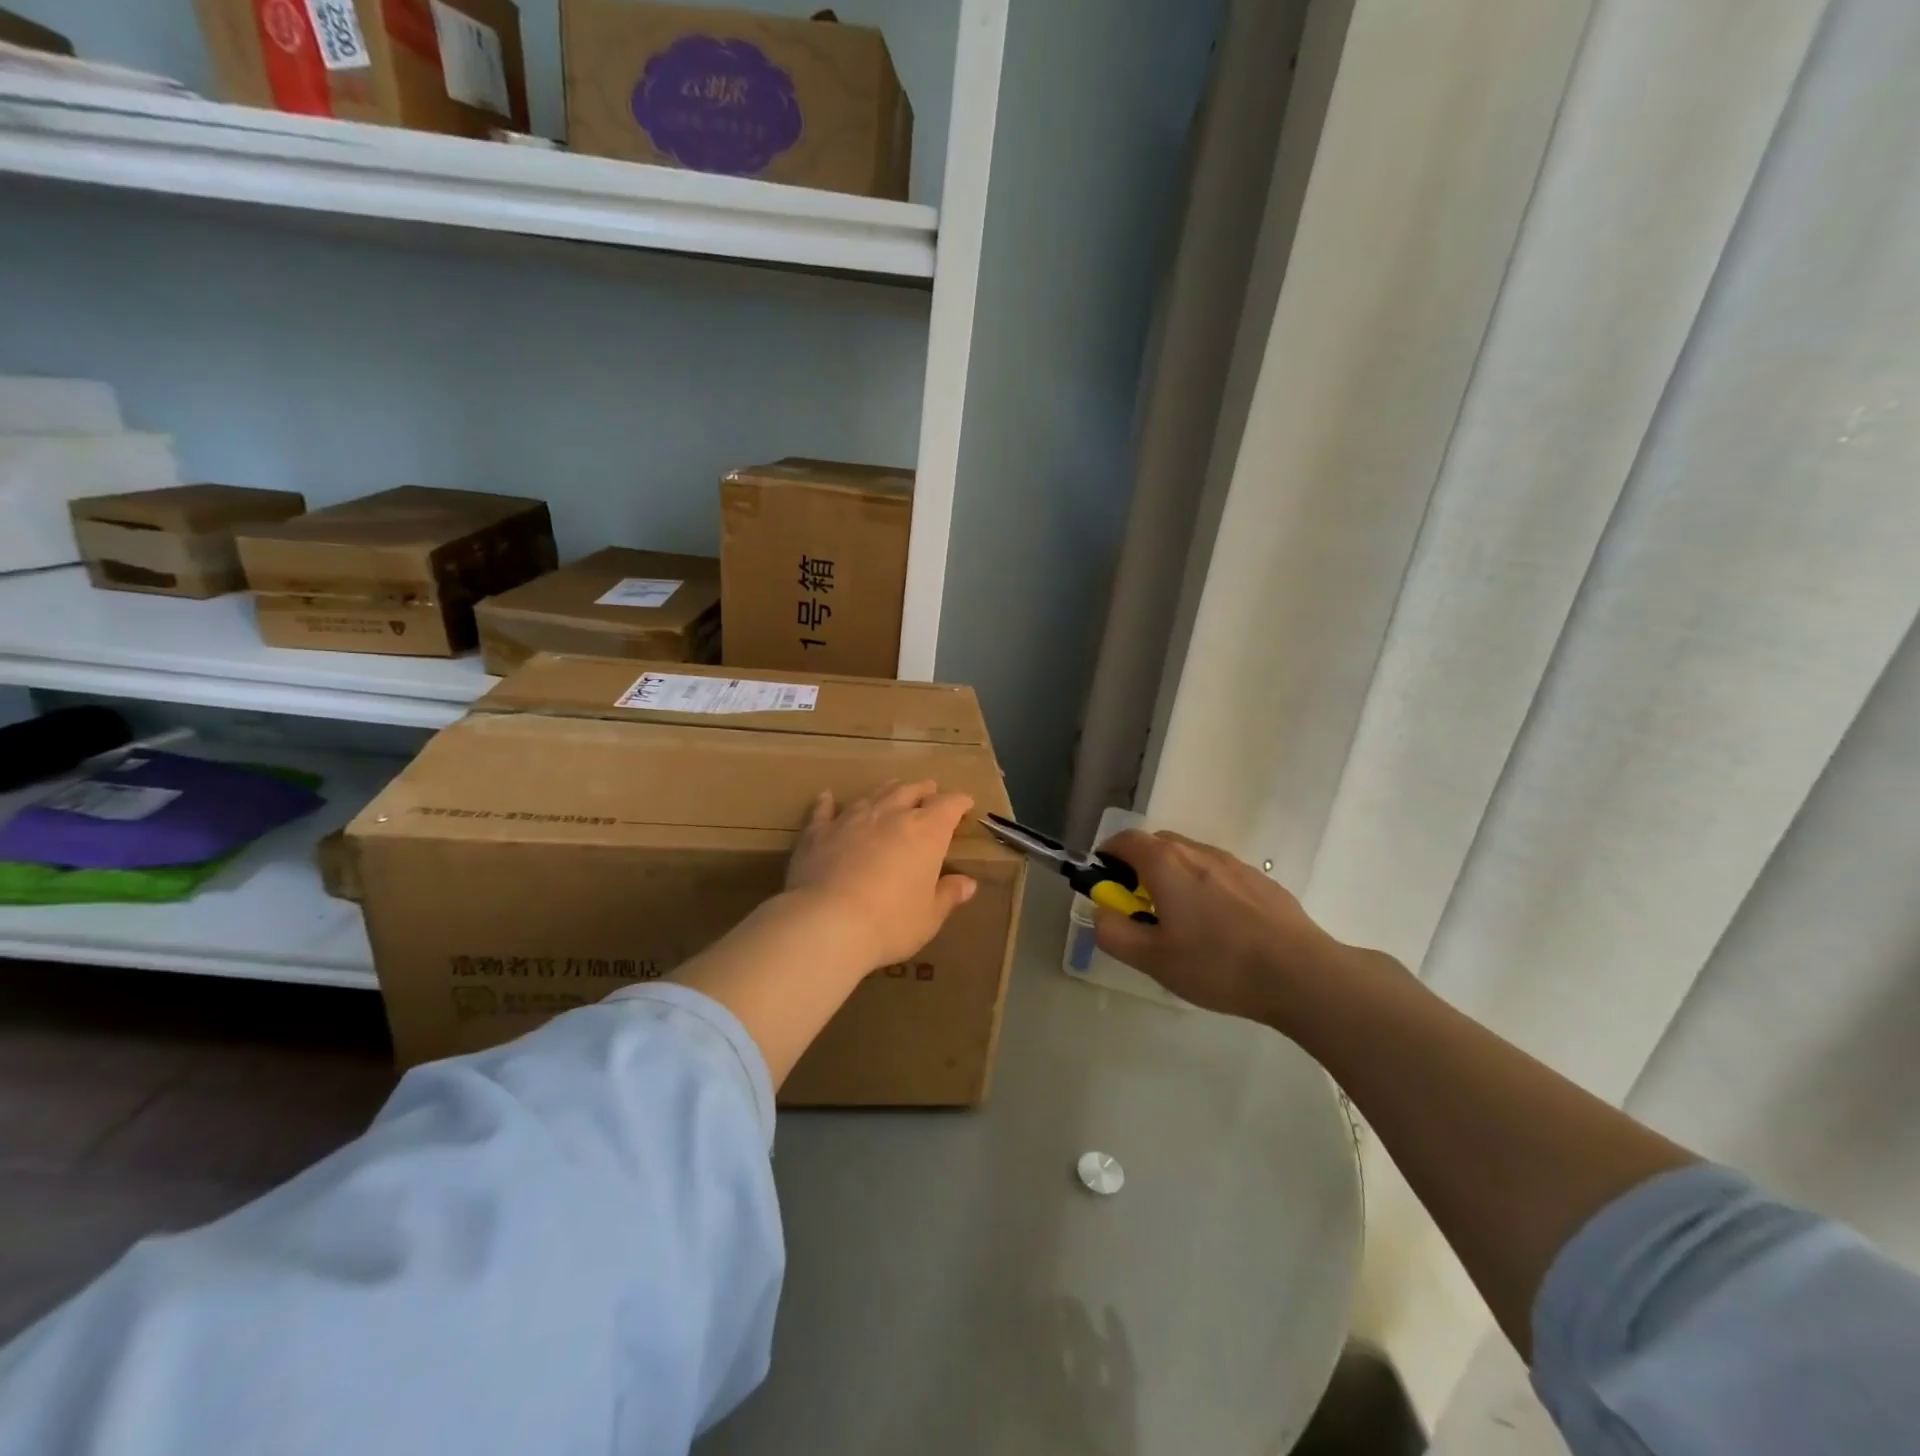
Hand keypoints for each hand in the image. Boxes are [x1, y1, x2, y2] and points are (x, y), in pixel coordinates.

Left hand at [785, 780, 977, 971]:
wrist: (827, 922)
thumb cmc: (890, 922)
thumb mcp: (929, 917)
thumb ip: (948, 895)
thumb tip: (968, 883)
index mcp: (926, 832)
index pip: (949, 805)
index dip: (959, 802)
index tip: (965, 804)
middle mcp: (891, 815)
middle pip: (911, 791)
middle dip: (923, 790)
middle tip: (930, 790)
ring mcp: (852, 819)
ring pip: (874, 794)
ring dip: (887, 790)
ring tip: (893, 788)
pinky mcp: (819, 832)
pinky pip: (825, 811)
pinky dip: (828, 803)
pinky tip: (827, 797)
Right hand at [1093, 830, 1355, 1028]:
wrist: (1300, 974)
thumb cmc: (1217, 964)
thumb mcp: (1152, 959)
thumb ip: (1114, 932)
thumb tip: (1100, 912)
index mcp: (1165, 863)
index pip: (1124, 840)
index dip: (1107, 857)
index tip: (1106, 885)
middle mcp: (1197, 851)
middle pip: (1157, 845)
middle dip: (1140, 868)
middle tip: (1141, 908)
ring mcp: (1233, 863)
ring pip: (1190, 858)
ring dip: (1175, 878)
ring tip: (1183, 922)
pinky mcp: (1261, 880)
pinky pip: (1220, 874)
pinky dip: (1206, 888)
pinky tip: (1221, 928)